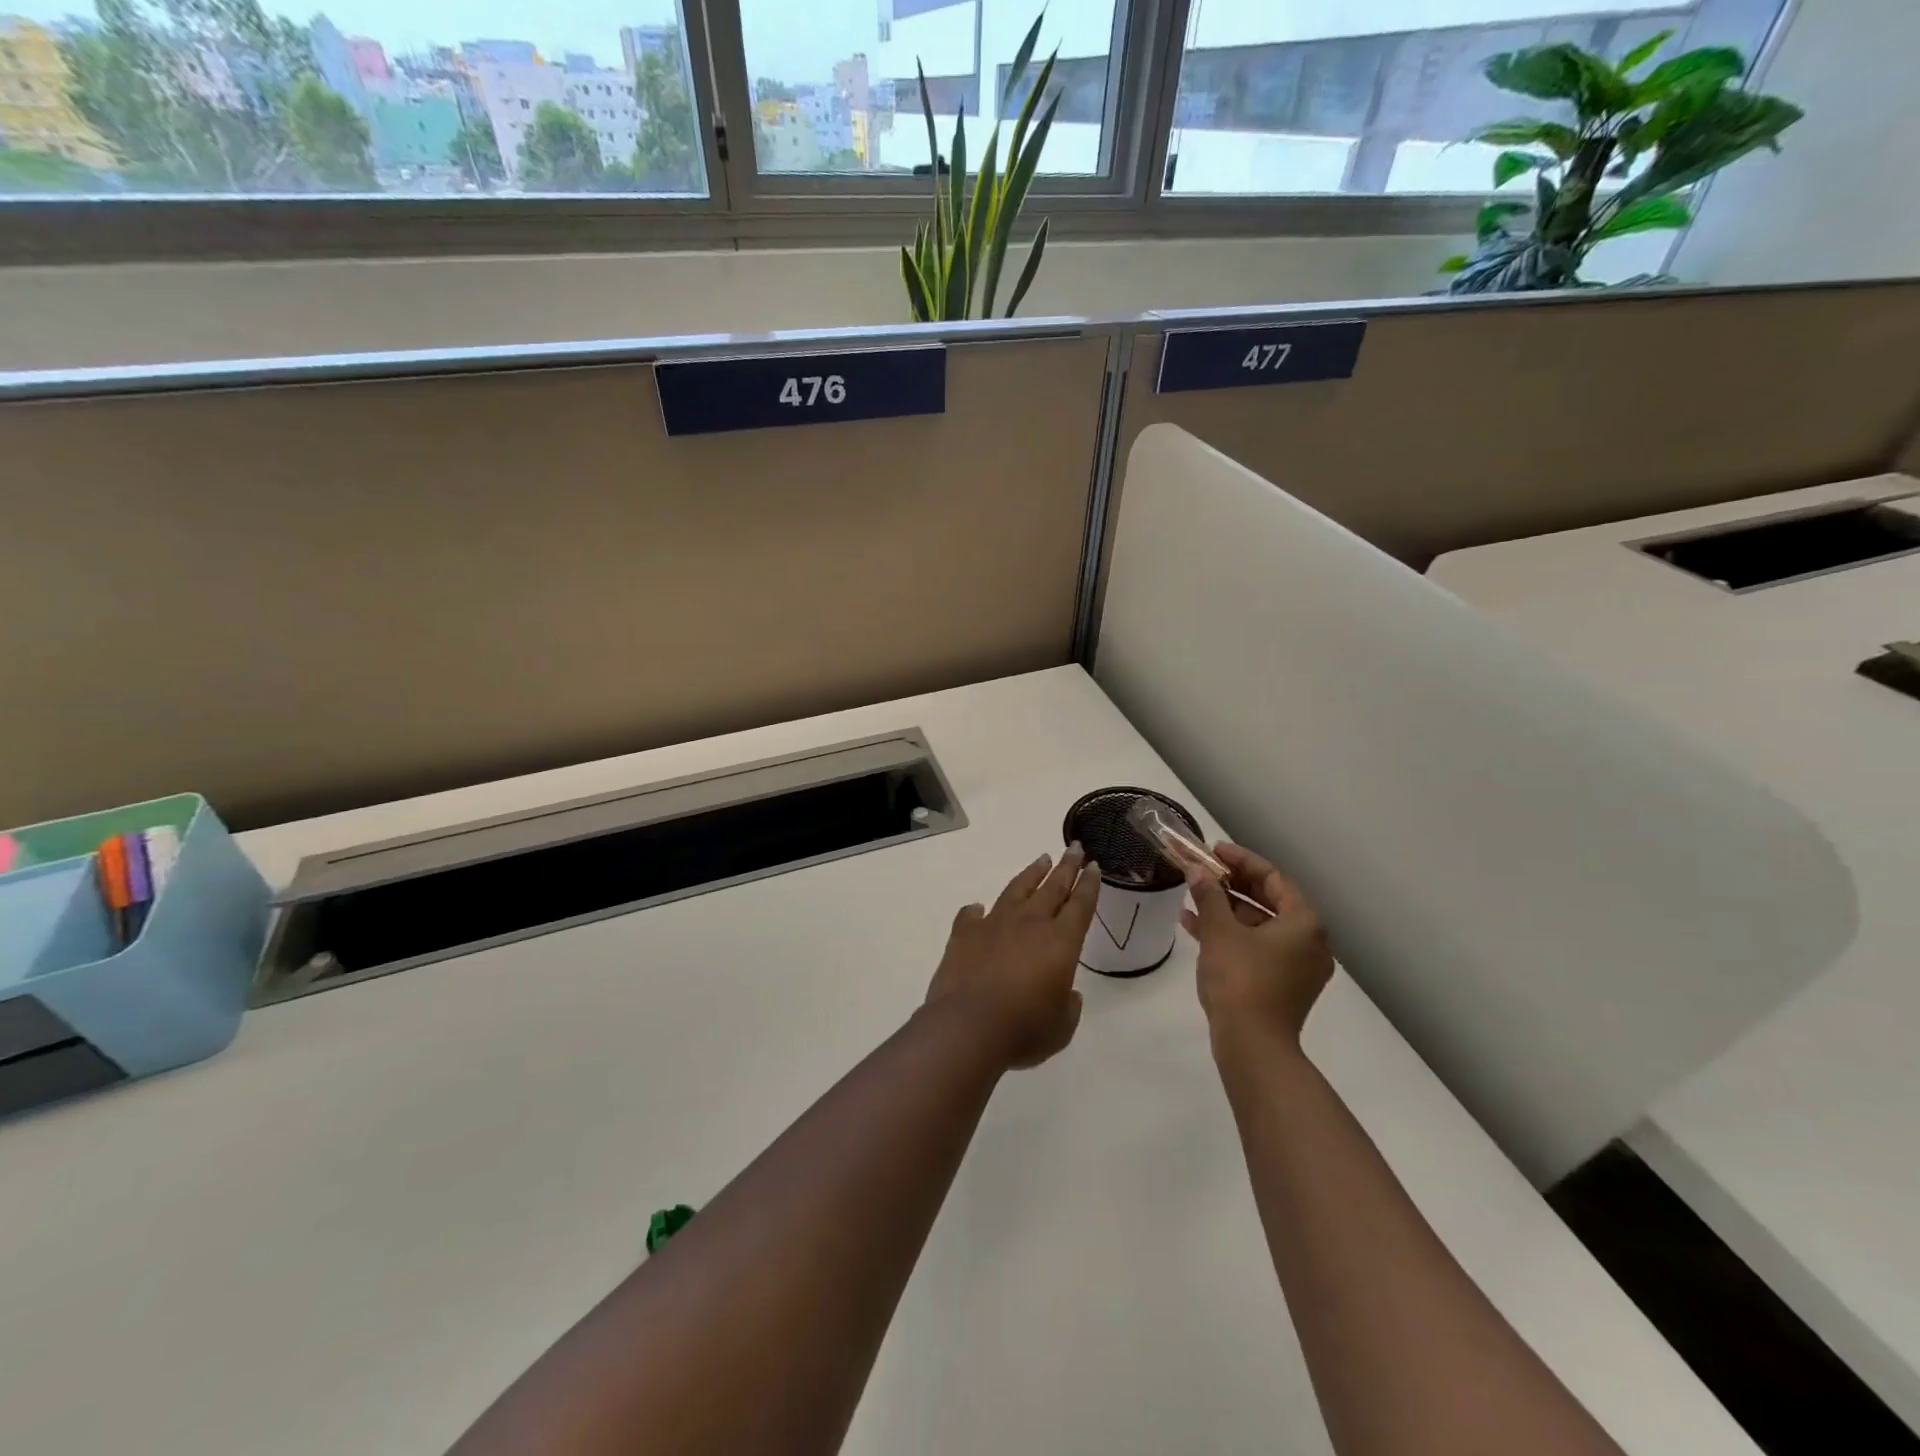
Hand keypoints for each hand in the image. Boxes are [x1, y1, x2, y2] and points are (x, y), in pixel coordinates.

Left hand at [926, 847, 1100, 1069]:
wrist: (968, 1027)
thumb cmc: (1024, 1029)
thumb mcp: (1061, 1026)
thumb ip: (1068, 1006)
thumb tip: (1066, 993)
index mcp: (1061, 942)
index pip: (1080, 905)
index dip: (1089, 885)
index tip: (1093, 865)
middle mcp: (1030, 923)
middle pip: (1053, 887)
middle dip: (1066, 867)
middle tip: (1074, 848)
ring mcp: (994, 924)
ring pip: (1017, 890)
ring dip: (1031, 874)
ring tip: (1041, 860)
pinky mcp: (964, 934)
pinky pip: (971, 915)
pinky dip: (976, 910)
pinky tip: (978, 907)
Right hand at [1181, 843, 1332, 1051]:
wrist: (1253, 1046)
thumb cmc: (1240, 979)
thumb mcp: (1219, 931)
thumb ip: (1208, 895)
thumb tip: (1197, 870)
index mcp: (1304, 923)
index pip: (1273, 878)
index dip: (1241, 861)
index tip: (1213, 851)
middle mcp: (1309, 942)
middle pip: (1268, 901)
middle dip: (1231, 885)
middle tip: (1202, 872)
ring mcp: (1297, 966)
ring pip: (1259, 926)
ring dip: (1226, 910)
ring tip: (1191, 898)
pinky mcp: (1282, 986)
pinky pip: (1256, 948)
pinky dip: (1230, 936)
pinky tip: (1195, 927)